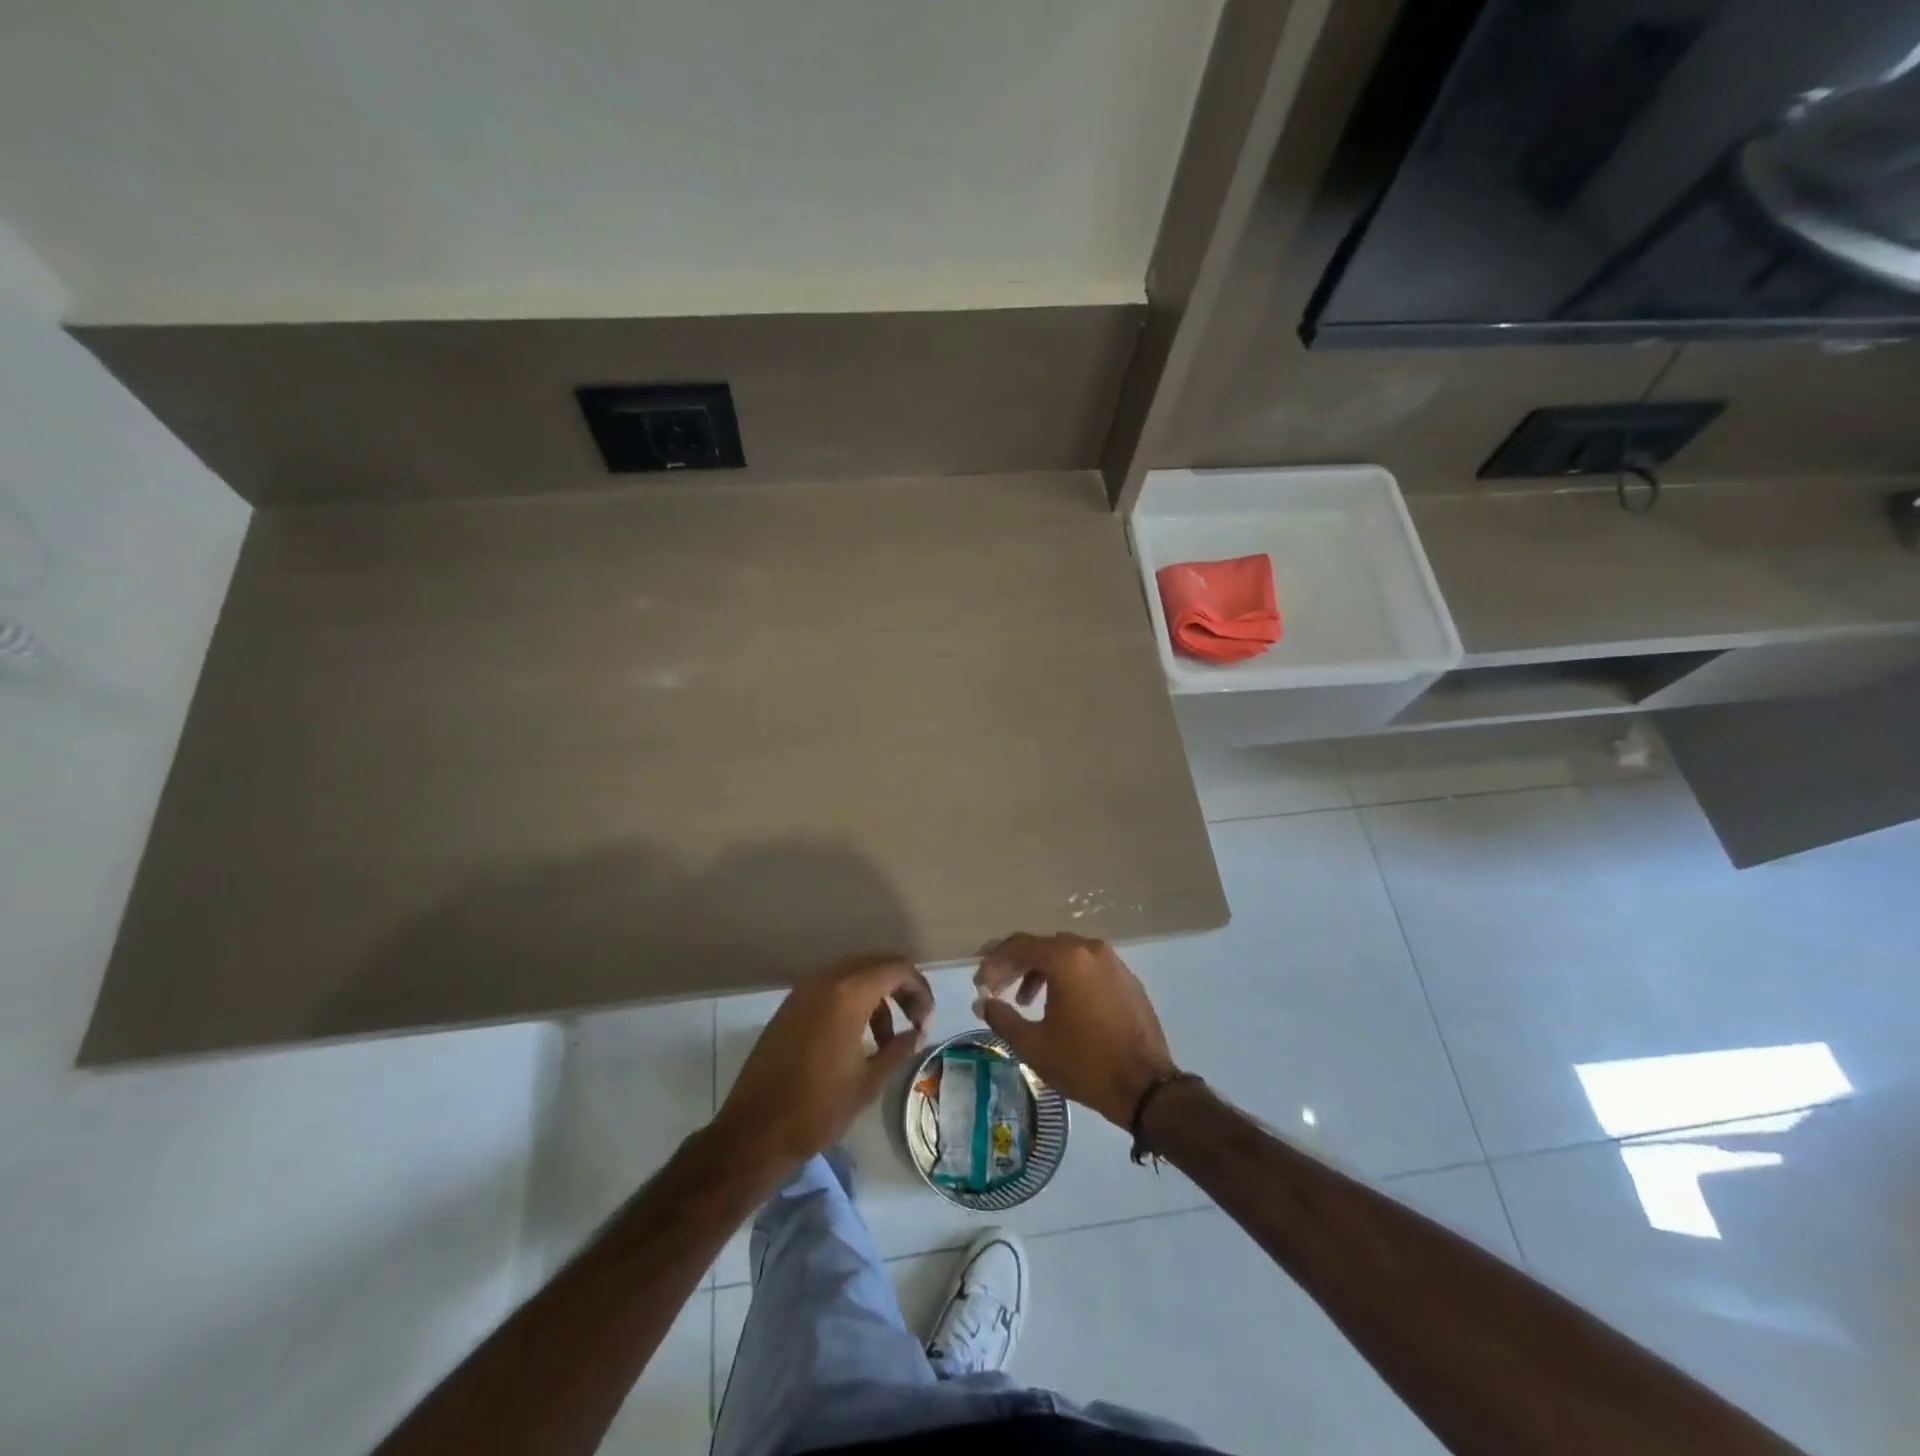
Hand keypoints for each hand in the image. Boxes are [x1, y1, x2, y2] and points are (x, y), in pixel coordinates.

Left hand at [714, 952, 932, 1171]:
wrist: (754, 1131)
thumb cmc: (817, 1108)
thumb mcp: (868, 1082)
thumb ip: (898, 1050)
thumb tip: (916, 1034)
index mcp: (848, 994)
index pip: (897, 969)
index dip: (920, 989)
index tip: (927, 1020)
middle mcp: (825, 981)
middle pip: (875, 964)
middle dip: (900, 987)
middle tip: (914, 1021)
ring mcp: (803, 992)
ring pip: (852, 975)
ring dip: (876, 996)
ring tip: (886, 1039)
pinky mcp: (790, 1007)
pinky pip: (831, 988)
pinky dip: (852, 1001)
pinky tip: (856, 1038)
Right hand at [974, 932, 1178, 1127]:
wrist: (1146, 1086)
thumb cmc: (1085, 1063)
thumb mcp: (1034, 1045)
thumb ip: (1002, 1018)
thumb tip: (983, 1002)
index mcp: (1066, 958)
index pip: (1019, 946)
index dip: (994, 963)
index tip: (979, 985)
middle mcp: (1090, 950)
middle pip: (1042, 947)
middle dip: (1015, 966)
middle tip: (997, 990)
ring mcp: (1113, 962)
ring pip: (1066, 956)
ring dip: (1040, 972)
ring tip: (1025, 1002)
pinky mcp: (1127, 979)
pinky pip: (1087, 967)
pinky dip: (1067, 978)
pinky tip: (1060, 1006)